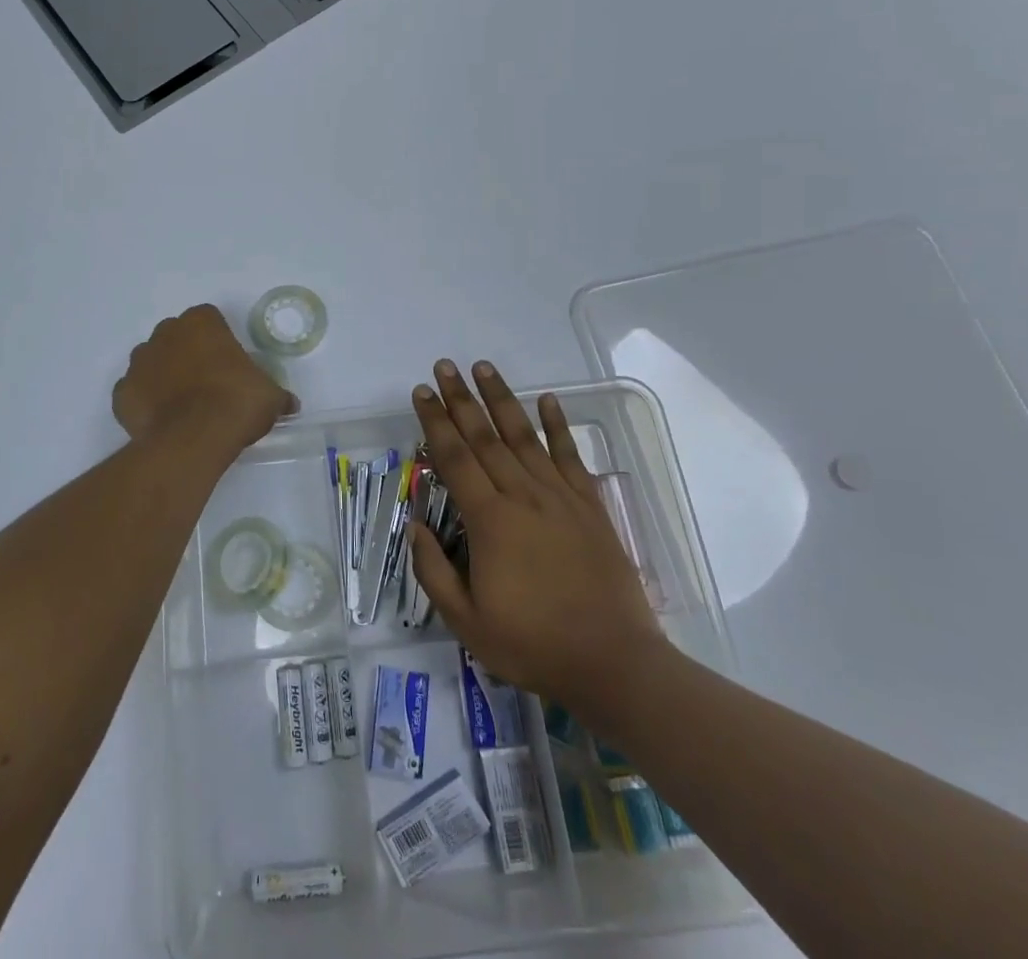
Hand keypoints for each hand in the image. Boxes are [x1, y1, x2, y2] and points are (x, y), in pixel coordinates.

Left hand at [113, 305, 296, 450]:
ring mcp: (139, 363)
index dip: (218, 340)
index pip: (208, 319)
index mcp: (201, 323)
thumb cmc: (235, 403)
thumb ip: (277, 395)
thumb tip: (289, 404)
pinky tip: (162, 421)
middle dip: (187, 353)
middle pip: (176, 336)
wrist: (193, 439)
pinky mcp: (122, 394)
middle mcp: (165, 333)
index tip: (228, 363)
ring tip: (183, 405)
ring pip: (151, 361)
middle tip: (207, 383)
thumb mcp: (270, 397)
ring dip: (163, 375)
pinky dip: (145, 403)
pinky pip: (134, 392)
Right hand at [408, 360, 667, 715]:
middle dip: (461, 399)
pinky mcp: (589, 506)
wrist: (613, 662)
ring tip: (484, 367)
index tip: (422, 392)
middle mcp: (522, 496)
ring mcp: (560, 497)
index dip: (435, 422)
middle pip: (485, 437)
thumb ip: (433, 571)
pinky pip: (570, 456)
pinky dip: (558, 425)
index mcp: (490, 521)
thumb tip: (414, 525)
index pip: (454, 458)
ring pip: (524, 436)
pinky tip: (547, 400)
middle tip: (445, 365)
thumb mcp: (467, 622)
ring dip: (501, 399)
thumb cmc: (533, 645)